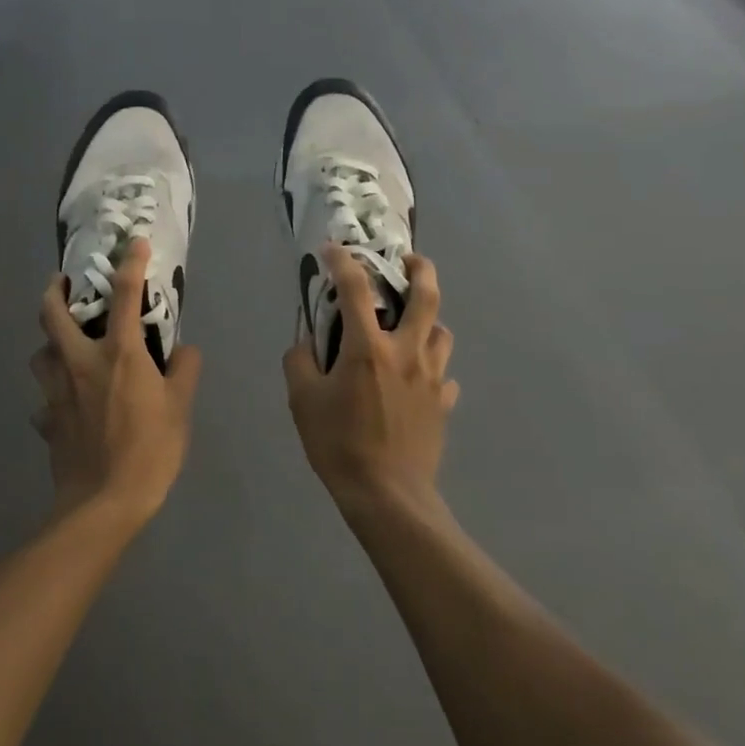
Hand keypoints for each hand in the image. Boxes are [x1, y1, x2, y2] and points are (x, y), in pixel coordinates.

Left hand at [31, 239, 201, 529]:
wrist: (103, 504)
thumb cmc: (149, 450)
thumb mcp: (180, 409)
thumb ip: (184, 371)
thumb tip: (184, 350)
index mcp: (118, 355)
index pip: (125, 296)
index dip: (131, 264)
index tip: (135, 243)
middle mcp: (80, 364)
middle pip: (52, 315)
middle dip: (53, 291)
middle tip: (62, 282)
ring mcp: (57, 393)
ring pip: (40, 354)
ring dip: (49, 342)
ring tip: (64, 344)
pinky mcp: (47, 421)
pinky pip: (44, 399)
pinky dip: (53, 394)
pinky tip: (67, 404)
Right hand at [284, 247, 458, 513]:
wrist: (388, 496)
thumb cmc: (340, 445)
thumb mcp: (302, 402)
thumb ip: (300, 362)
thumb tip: (306, 342)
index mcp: (368, 347)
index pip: (357, 287)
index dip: (343, 261)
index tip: (333, 249)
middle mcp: (407, 351)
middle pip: (426, 295)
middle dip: (420, 268)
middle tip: (409, 261)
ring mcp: (432, 376)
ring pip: (442, 332)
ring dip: (427, 320)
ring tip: (410, 325)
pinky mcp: (444, 402)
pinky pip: (443, 373)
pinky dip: (431, 366)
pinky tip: (417, 378)